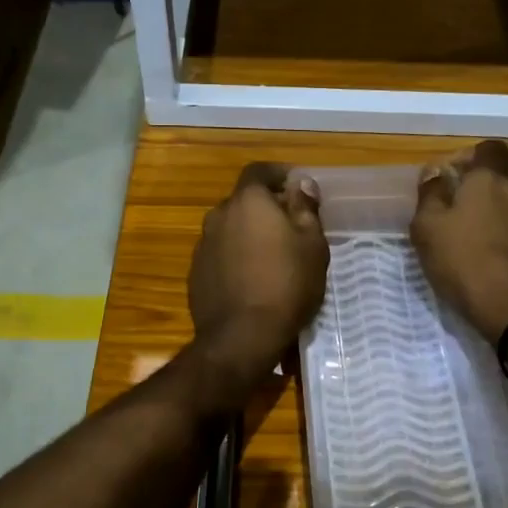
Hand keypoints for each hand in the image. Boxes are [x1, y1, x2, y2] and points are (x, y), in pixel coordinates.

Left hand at [188, 163, 328, 376]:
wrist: (242, 336)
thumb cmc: (286, 285)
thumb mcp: (312, 245)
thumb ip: (305, 208)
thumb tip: (300, 183)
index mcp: (247, 201)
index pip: (259, 171)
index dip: (278, 174)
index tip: (295, 185)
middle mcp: (218, 215)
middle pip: (243, 201)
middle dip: (265, 207)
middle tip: (290, 226)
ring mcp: (203, 245)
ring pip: (230, 229)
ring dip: (248, 234)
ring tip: (271, 256)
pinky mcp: (195, 273)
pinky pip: (220, 254)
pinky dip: (235, 257)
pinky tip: (251, 279)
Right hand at [411, 140, 507, 342]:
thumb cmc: (463, 262)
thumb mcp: (427, 229)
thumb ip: (430, 196)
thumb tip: (434, 175)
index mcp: (489, 178)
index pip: (488, 148)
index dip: (470, 155)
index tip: (452, 175)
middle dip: (496, 166)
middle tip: (473, 187)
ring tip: (486, 211)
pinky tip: (499, 235)